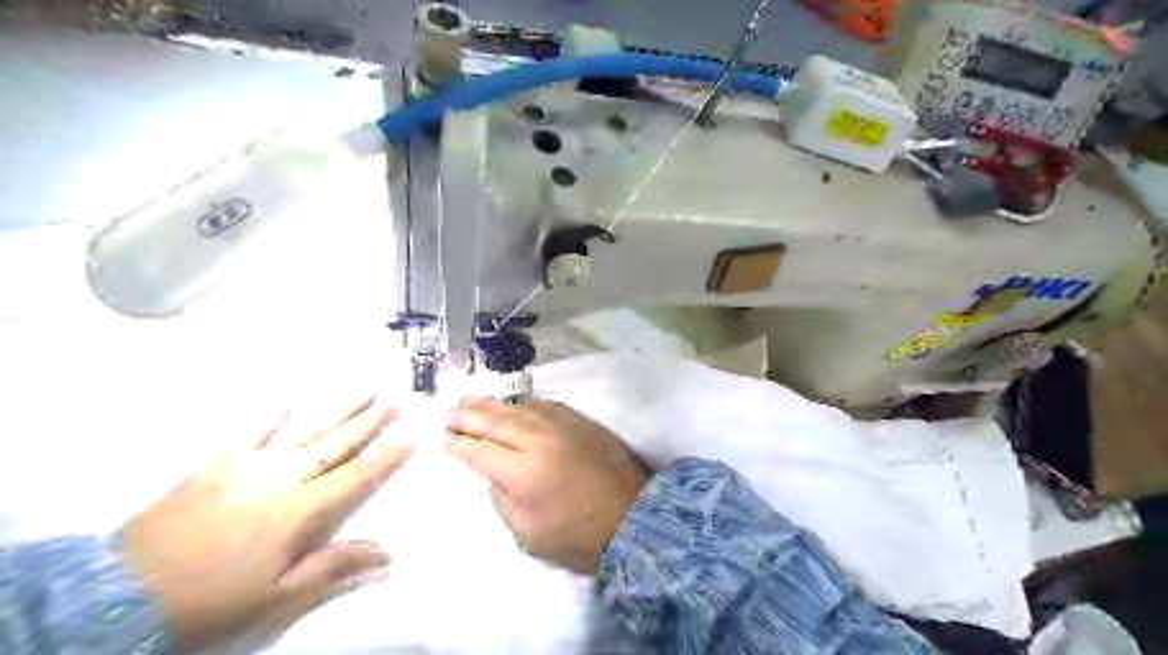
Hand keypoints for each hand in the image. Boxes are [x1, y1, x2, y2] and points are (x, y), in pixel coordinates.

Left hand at [120, 397, 411, 652]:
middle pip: (335, 444)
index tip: (410, 437)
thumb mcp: (278, 597)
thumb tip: (388, 555)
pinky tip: (287, 402)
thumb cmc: (211, 600)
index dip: (386, 458)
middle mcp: (282, 478)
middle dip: (369, 422)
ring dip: (335, 410)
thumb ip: (333, 568)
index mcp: (301, 510)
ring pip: (303, 430)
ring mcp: (247, 466)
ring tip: (361, 392)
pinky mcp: (214, 465)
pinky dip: (269, 417)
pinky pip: (248, 433)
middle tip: (394, 400)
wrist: (120, 594)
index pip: (356, 477)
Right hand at [446, 393, 647, 571]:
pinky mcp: (581, 421)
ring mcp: (563, 426)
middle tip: (449, 411)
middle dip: (469, 416)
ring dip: (493, 405)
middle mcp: (539, 440)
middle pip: (496, 422)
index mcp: (522, 472)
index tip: (443, 439)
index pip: (480, 451)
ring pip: (520, 409)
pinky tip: (514, 405)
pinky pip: (546, 405)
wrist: (631, 518)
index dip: (459, 444)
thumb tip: (491, 471)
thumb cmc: (576, 536)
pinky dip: (525, 405)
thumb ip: (502, 497)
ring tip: (472, 400)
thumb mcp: (526, 533)